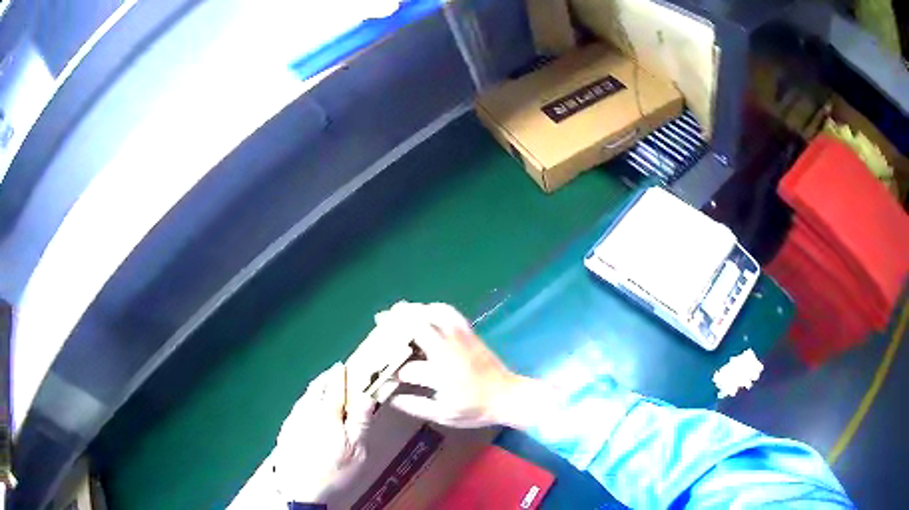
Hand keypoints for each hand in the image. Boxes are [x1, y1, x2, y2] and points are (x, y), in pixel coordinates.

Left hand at [271, 362, 374, 503]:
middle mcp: (305, 412)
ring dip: (313, 392)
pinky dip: (304, 405)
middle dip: (325, 379)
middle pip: (315, 389)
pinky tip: (307, 413)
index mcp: (326, 415)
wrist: (302, 491)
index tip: (344, 366)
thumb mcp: (356, 452)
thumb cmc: (334, 472)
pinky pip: (296, 411)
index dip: (340, 375)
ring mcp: (291, 422)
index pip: (334, 387)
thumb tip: (366, 396)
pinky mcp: (284, 432)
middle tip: (333, 375)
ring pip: (303, 399)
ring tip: (321, 391)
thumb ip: (360, 423)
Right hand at [378, 302, 541, 429]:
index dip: (391, 370)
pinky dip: (434, 308)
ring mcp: (460, 338)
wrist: (507, 396)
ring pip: (432, 314)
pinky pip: (450, 312)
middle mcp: (448, 351)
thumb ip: (415, 406)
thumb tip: (390, 398)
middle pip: (417, 328)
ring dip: (413, 311)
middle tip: (380, 322)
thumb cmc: (475, 410)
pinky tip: (425, 311)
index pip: (407, 368)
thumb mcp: (443, 415)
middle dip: (395, 324)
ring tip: (398, 311)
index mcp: (441, 375)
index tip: (381, 372)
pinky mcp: (469, 333)